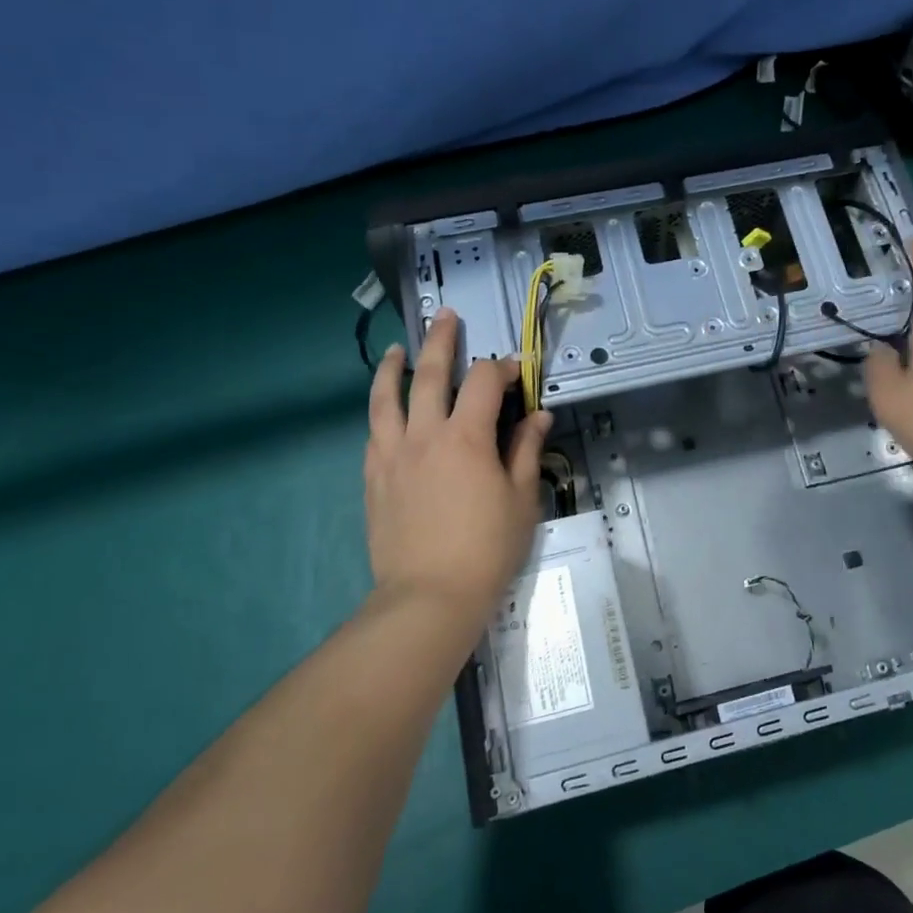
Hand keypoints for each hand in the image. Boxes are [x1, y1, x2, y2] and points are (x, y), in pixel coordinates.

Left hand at [364, 310, 551, 631]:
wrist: (429, 595)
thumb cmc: (487, 548)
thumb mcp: (521, 499)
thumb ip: (526, 450)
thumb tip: (539, 414)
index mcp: (466, 437)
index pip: (483, 382)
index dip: (502, 368)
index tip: (515, 371)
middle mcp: (425, 434)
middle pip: (430, 373)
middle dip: (442, 340)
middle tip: (446, 317)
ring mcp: (392, 454)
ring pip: (386, 397)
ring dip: (393, 367)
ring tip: (396, 350)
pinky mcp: (373, 476)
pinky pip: (374, 431)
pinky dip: (381, 409)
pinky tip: (386, 407)